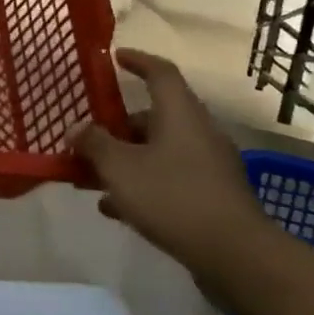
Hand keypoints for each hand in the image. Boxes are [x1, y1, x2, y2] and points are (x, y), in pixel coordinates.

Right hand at [73, 49, 272, 284]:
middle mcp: (198, 132)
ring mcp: (208, 166)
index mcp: (180, 113)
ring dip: (125, 160)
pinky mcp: (211, 197)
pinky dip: (142, 184)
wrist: (236, 257)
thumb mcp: (120, 168)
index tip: (115, 57)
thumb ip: (94, 144)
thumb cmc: (173, 197)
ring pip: (158, 151)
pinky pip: (168, 179)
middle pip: (154, 116)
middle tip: (87, 137)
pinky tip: (115, 207)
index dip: (137, 60)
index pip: (160, 72)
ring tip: (90, 178)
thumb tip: (77, 128)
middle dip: (117, 126)